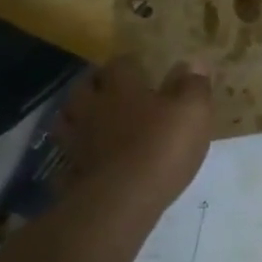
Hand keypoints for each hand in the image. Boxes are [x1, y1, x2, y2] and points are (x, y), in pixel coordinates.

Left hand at [53, 56, 212, 207]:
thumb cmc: (162, 147)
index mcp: (122, 88)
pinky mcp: (70, 170)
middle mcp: (93, 107)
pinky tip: (86, 157)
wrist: (123, 199)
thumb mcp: (193, 112)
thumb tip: (194, 63)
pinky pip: (66, 153)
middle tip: (112, 92)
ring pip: (68, 118)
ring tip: (94, 121)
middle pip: (85, 87)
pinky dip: (73, 152)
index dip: (131, 64)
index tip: (141, 68)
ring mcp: (76, 139)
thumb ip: (194, 86)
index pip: (120, 64)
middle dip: (97, 86)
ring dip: (79, 115)